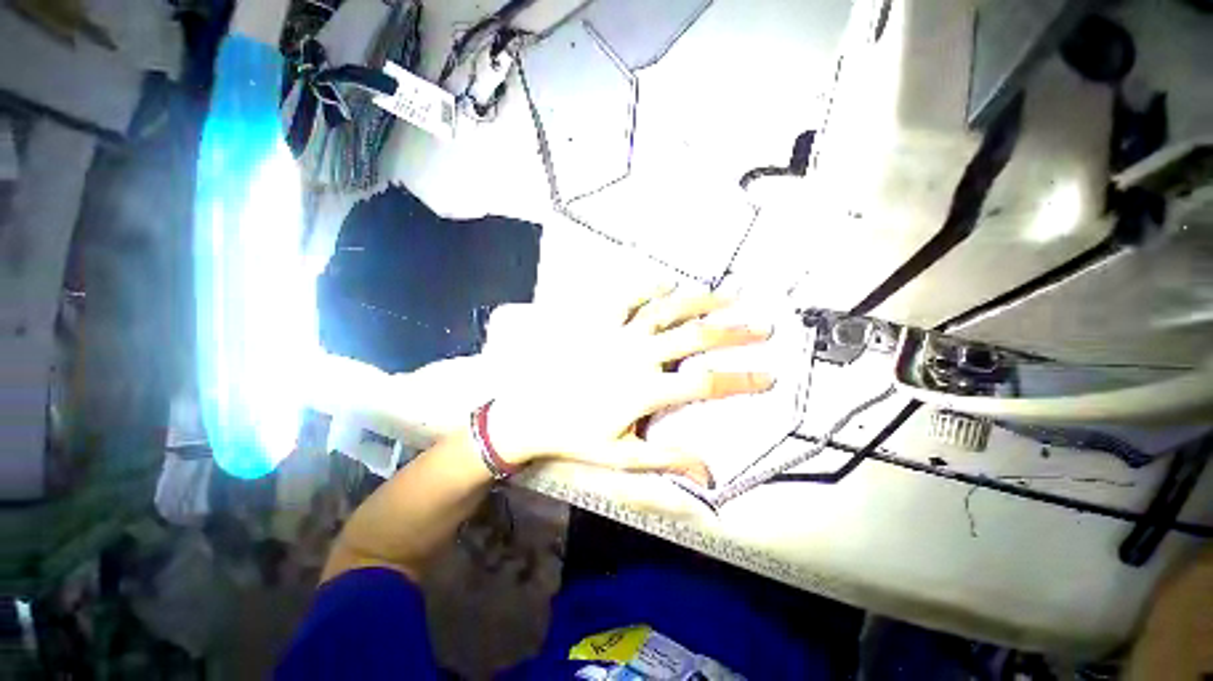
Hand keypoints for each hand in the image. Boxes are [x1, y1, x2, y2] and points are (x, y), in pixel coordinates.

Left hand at [484, 289, 774, 486]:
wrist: (529, 413)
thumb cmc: (575, 435)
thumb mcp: (621, 456)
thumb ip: (666, 460)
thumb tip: (708, 475)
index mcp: (645, 389)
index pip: (704, 384)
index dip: (740, 380)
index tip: (770, 376)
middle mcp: (637, 355)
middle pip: (693, 338)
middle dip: (732, 332)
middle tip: (762, 326)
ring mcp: (617, 335)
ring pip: (665, 310)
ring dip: (699, 300)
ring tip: (729, 293)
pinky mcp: (598, 325)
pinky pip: (626, 299)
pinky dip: (648, 288)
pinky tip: (668, 282)